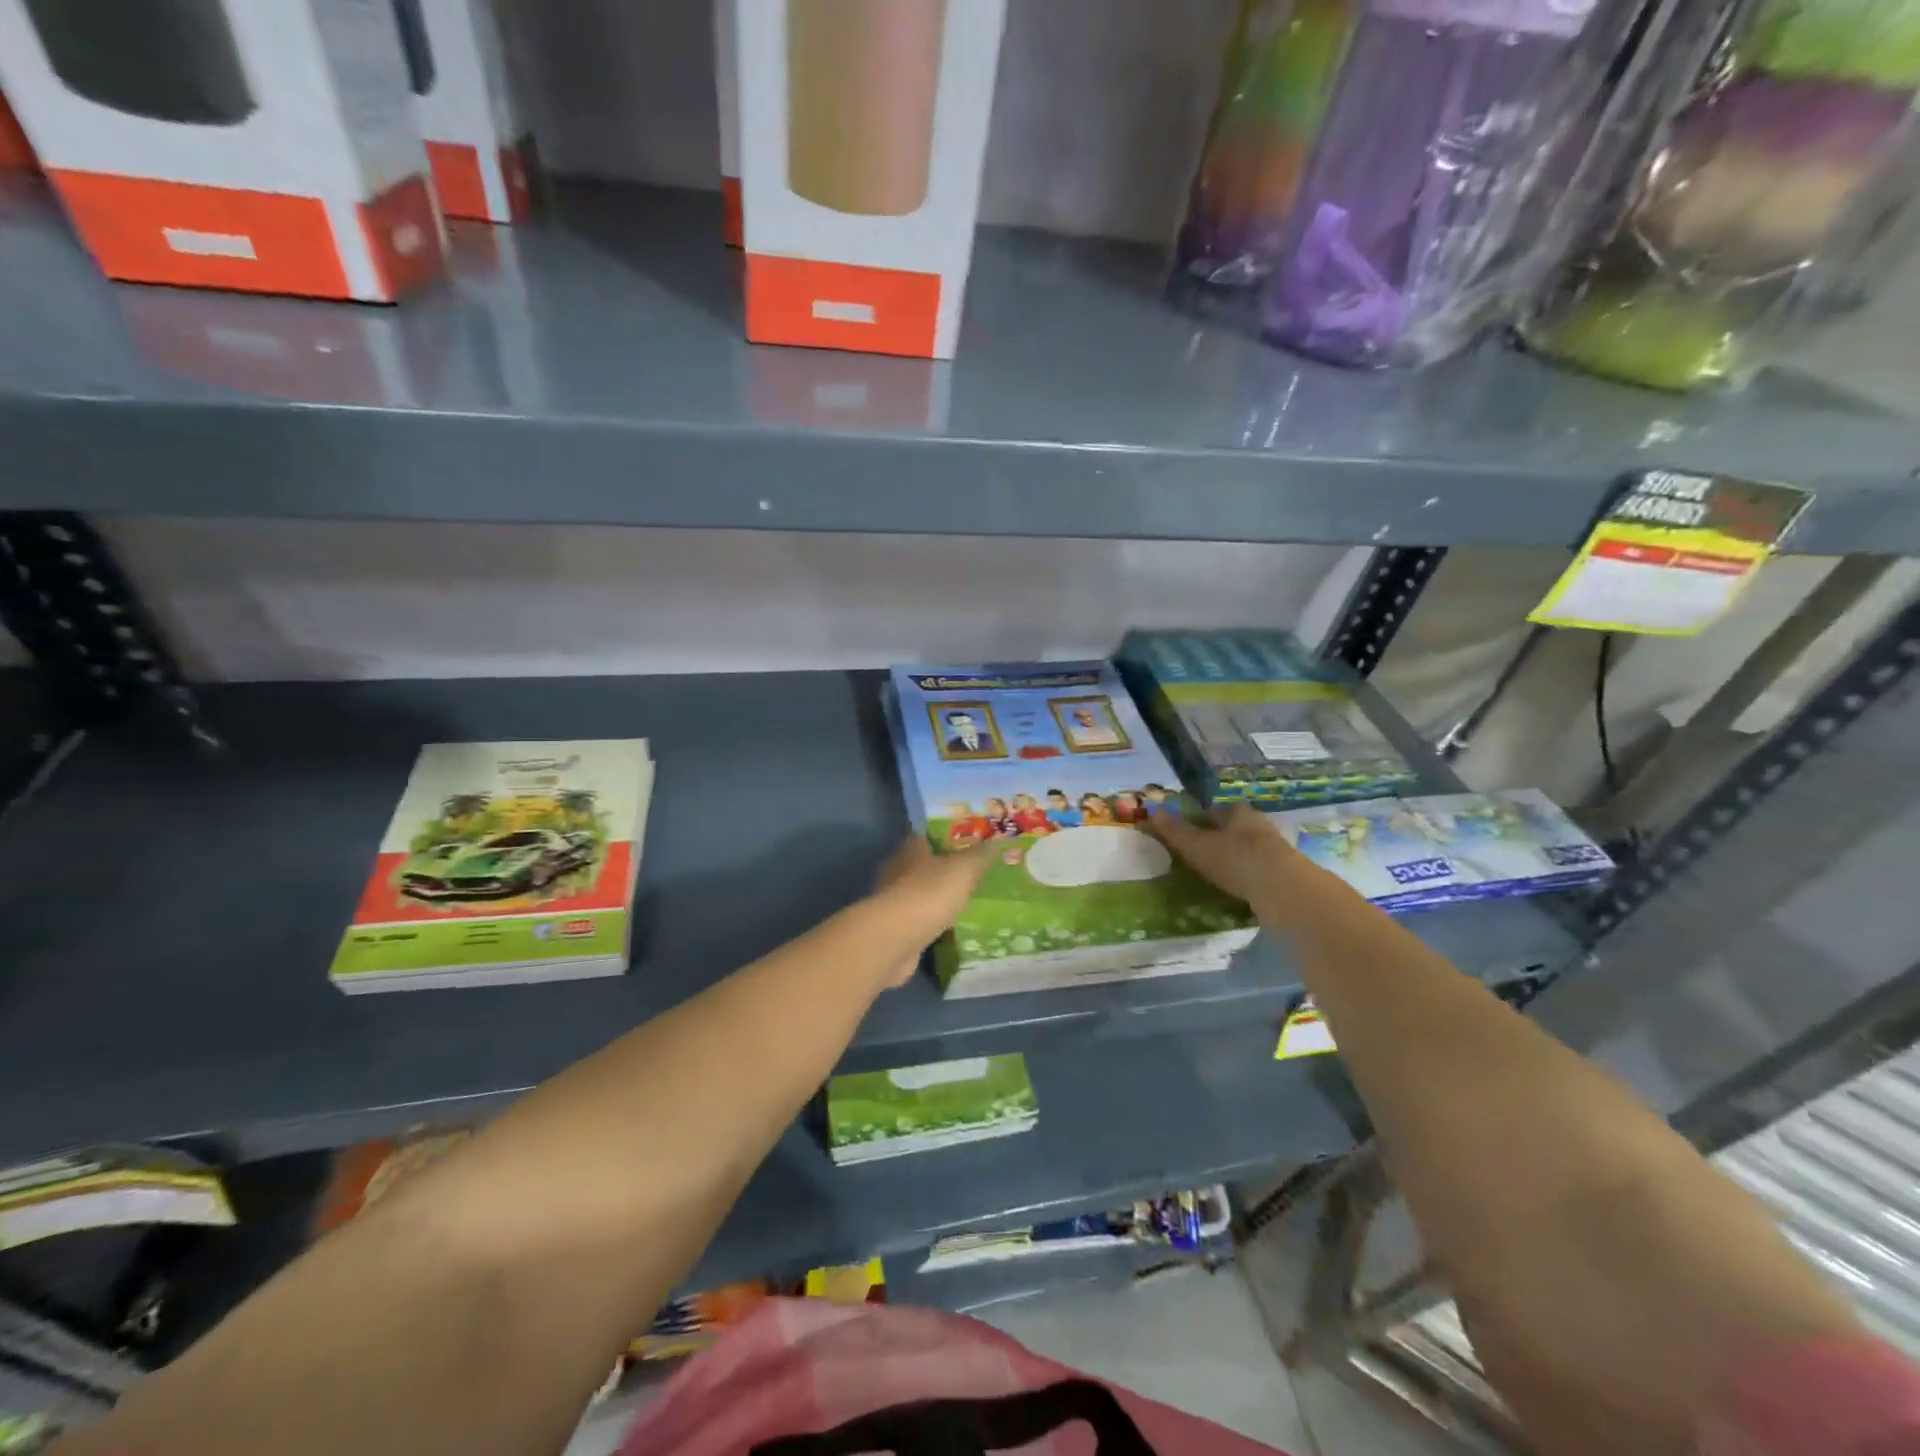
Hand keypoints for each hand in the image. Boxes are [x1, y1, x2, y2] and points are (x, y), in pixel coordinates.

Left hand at [872, 837, 993, 985]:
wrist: (896, 939)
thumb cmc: (930, 893)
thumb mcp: (963, 869)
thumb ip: (978, 855)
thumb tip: (994, 841)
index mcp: (911, 849)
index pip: (926, 837)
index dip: (945, 839)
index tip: (967, 846)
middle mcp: (897, 871)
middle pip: (921, 865)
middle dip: (942, 870)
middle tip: (969, 875)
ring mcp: (893, 900)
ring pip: (919, 893)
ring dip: (935, 897)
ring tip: (962, 902)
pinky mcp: (894, 927)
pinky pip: (917, 919)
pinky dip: (930, 921)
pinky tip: (947, 928)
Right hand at [1145, 805, 1298, 911]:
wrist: (1283, 890)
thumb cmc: (1234, 859)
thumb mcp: (1196, 845)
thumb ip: (1174, 830)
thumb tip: (1152, 811)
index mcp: (1236, 812)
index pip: (1212, 810)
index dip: (1197, 819)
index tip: (1185, 834)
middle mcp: (1258, 824)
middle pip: (1232, 828)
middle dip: (1217, 838)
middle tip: (1198, 855)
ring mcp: (1274, 848)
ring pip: (1247, 848)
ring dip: (1233, 858)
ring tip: (1215, 874)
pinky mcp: (1285, 872)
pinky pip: (1259, 869)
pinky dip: (1247, 875)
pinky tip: (1237, 888)